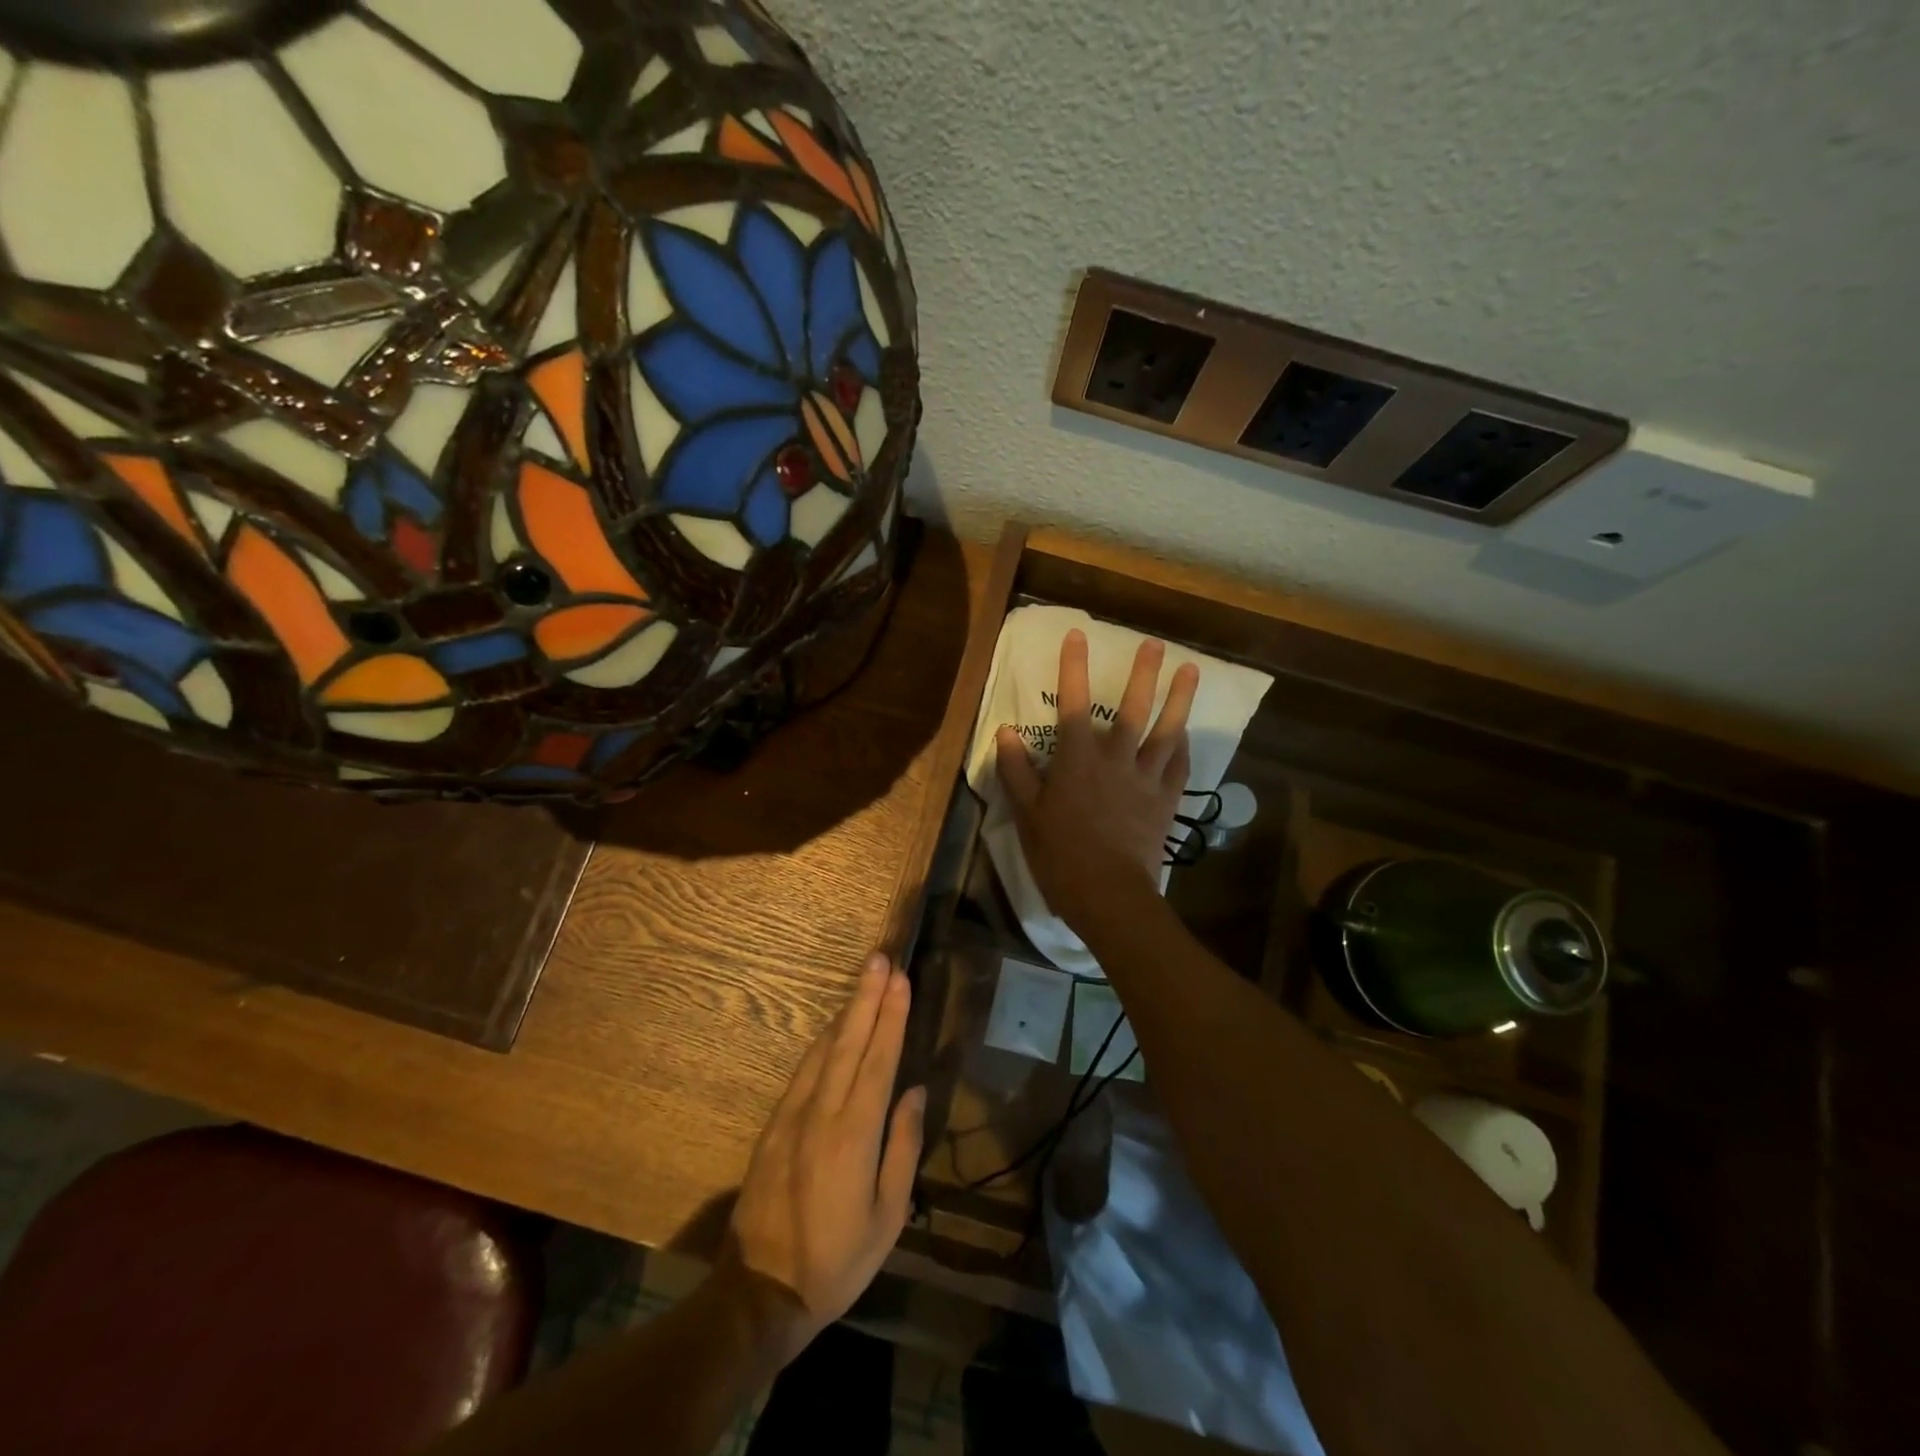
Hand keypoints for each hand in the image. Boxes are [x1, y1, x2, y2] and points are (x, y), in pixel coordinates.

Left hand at [725, 953, 924, 1360]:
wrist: (761, 1291)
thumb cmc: (837, 1260)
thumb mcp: (887, 1217)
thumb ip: (902, 1148)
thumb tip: (913, 1091)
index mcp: (854, 1133)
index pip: (878, 1059)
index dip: (891, 1016)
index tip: (901, 979)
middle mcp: (822, 1112)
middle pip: (849, 1041)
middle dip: (867, 997)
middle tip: (880, 959)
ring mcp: (793, 1115)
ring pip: (824, 1050)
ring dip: (846, 1012)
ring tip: (864, 981)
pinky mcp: (774, 1125)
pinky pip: (804, 1070)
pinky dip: (823, 1042)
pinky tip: (833, 1029)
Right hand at [995, 630, 1198, 934]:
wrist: (1108, 894)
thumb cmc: (1060, 854)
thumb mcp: (1027, 814)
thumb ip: (1016, 771)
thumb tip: (1006, 732)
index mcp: (1077, 760)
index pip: (1074, 703)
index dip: (1074, 667)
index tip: (1078, 635)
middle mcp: (1115, 760)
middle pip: (1133, 709)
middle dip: (1144, 674)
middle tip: (1156, 644)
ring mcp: (1146, 780)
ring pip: (1167, 731)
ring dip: (1179, 700)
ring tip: (1191, 671)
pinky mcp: (1165, 802)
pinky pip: (1179, 767)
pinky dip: (1183, 746)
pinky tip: (1186, 733)